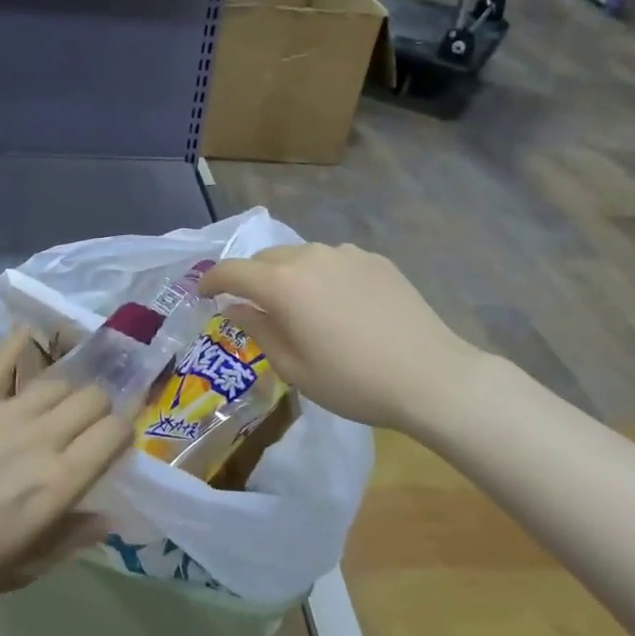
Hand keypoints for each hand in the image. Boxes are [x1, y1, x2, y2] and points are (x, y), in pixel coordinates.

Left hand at [0, 327, 130, 599]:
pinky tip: (31, 331)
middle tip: (90, 424)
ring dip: (70, 388)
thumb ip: (71, 539)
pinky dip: (20, 341)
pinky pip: (4, 360)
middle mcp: (43, 437)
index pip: (114, 434)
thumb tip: (111, 517)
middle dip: (102, 407)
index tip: (117, 442)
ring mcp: (8, 412)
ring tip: (62, 400)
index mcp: (59, 481)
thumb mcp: (23, 568)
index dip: (124, 432)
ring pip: (60, 380)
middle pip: (94, 398)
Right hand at [199, 243, 490, 433]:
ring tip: (299, 306)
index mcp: (282, 284)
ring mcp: (345, 254)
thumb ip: (259, 330)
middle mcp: (309, 257)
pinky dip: (322, 275)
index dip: (212, 280)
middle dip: (251, 278)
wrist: (431, 376)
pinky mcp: (374, 259)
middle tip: (252, 306)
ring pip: (300, 256)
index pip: (232, 271)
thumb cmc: (353, 381)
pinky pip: (333, 261)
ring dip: (288, 275)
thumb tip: (237, 308)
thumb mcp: (294, 368)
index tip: (203, 293)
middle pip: (265, 259)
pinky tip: (339, 304)